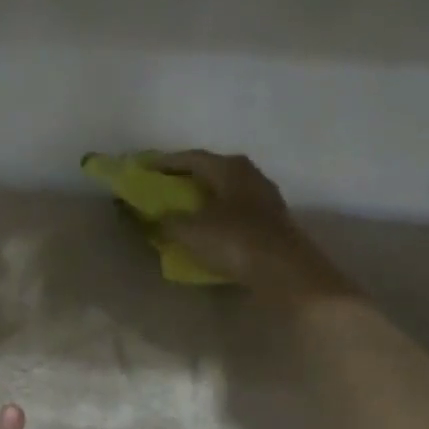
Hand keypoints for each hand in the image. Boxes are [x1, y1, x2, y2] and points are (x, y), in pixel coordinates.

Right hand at [156, 150, 356, 303]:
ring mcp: (264, 198)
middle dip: (186, 179)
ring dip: (204, 198)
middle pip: (212, 171)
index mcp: (229, 168)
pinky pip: (236, 211)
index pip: (191, 158)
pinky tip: (208, 228)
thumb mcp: (190, 231)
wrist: (283, 270)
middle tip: (164, 188)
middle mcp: (249, 175)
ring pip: (226, 191)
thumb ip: (168, 220)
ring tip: (184, 209)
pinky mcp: (271, 222)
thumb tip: (158, 217)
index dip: (166, 163)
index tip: (145, 169)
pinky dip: (218, 215)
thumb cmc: (233, 241)